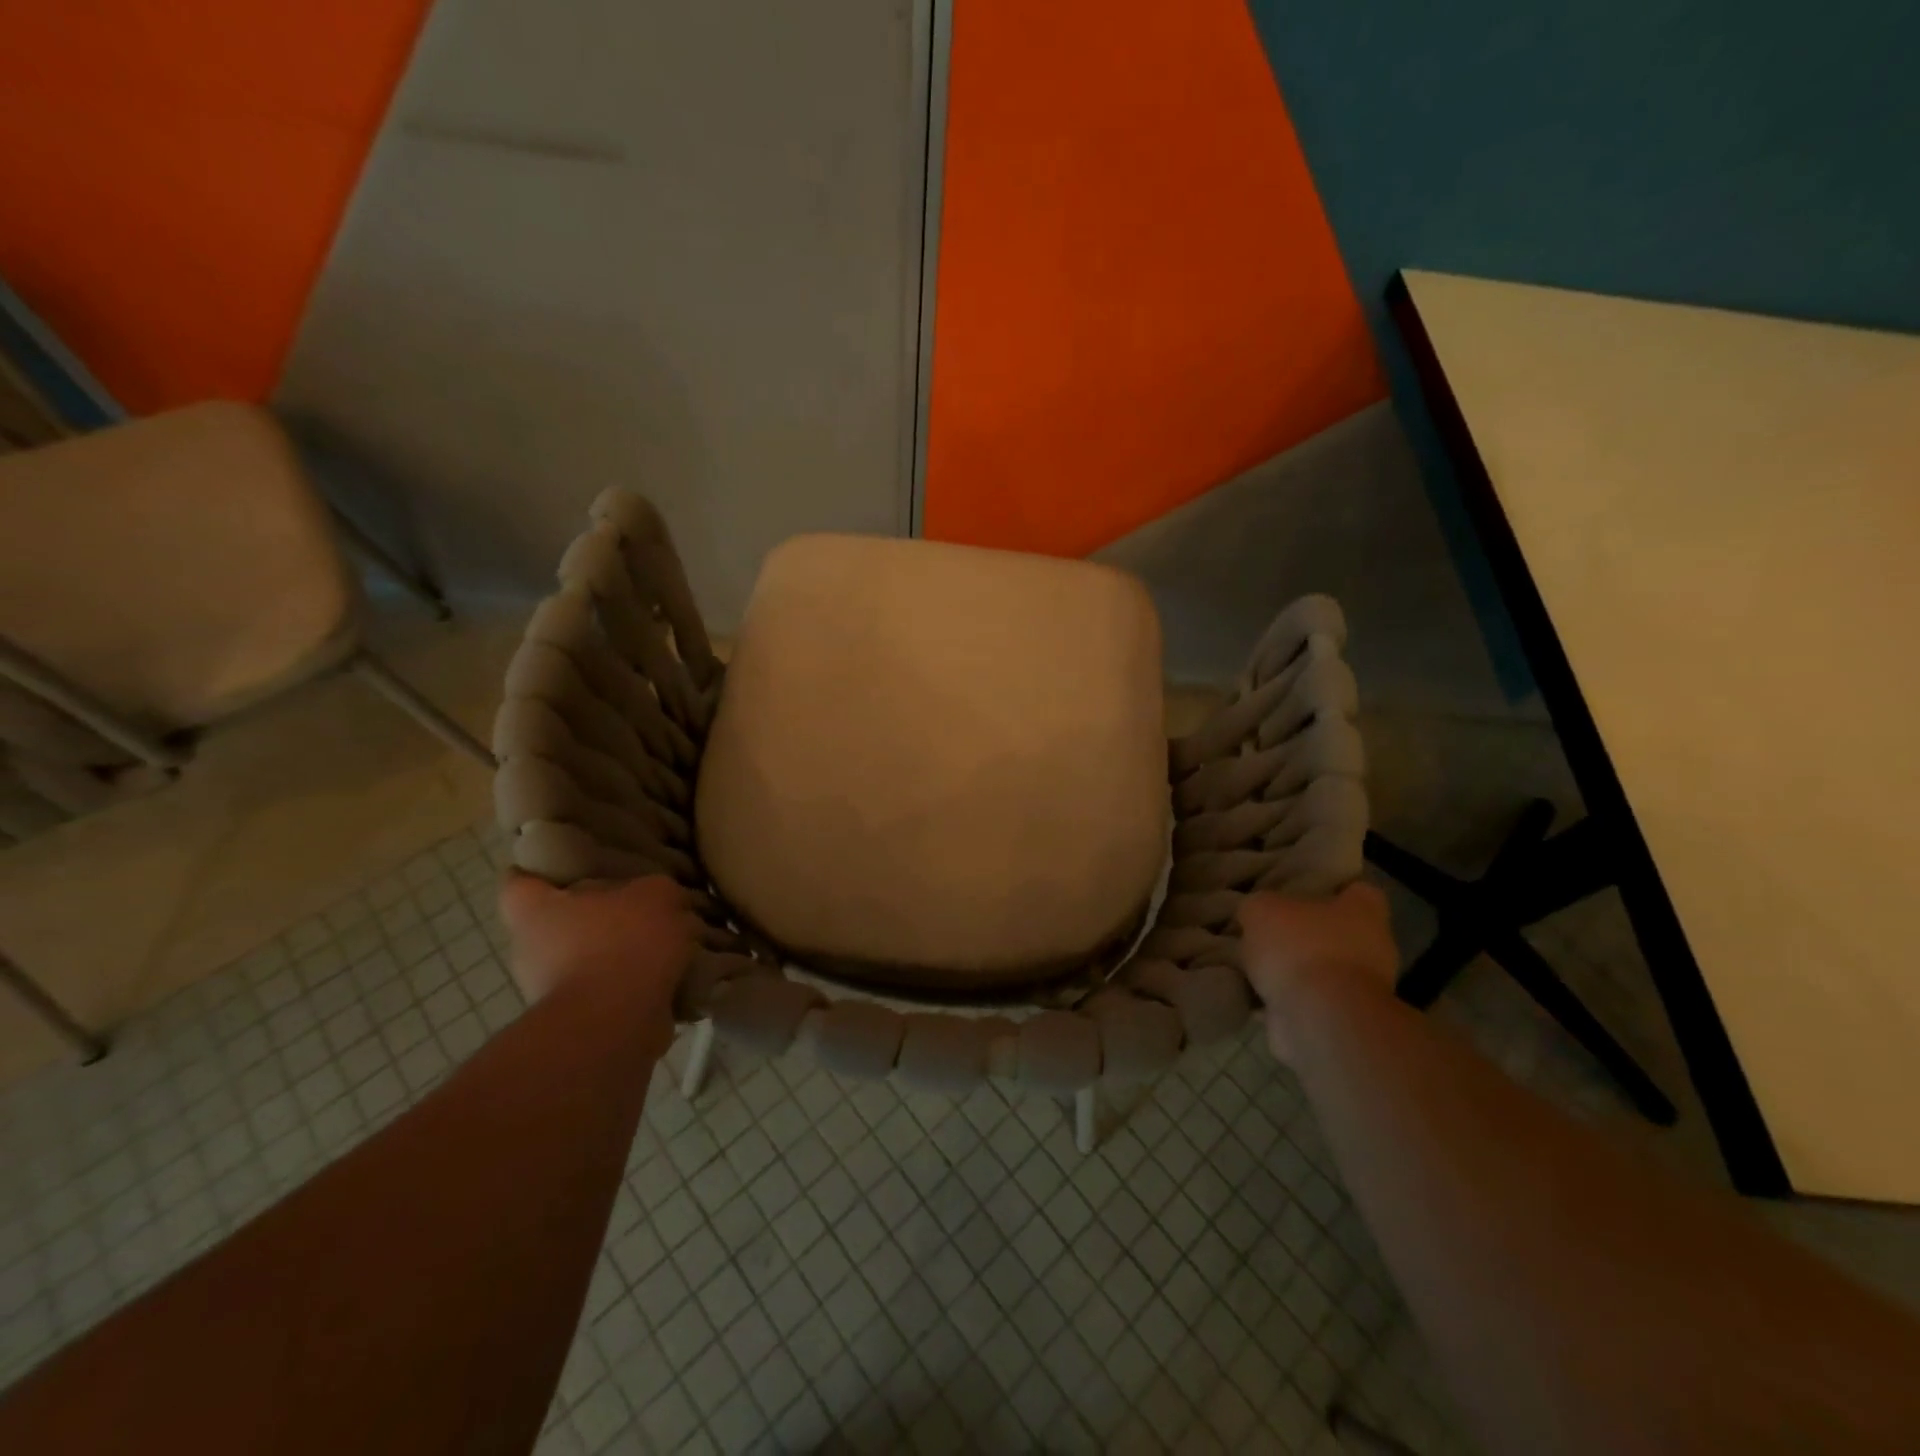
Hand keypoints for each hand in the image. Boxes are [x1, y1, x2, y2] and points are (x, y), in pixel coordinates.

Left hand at [499, 873, 696, 1005]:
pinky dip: (635, 987)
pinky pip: (610, 994)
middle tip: (637, 907)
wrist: (617, 1023)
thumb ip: (657, 891)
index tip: (565, 867)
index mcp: (536, 911)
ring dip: (621, 955)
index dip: (538, 871)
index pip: (518, 882)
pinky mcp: (580, 1022)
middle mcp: (532, 950)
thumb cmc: (623, 943)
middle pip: (559, 923)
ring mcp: (552, 991)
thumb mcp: (658, 894)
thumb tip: (661, 902)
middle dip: (595, 917)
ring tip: (666, 945)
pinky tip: (670, 977)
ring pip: (588, 960)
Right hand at [1239, 882, 1398, 1062]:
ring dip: (1296, 970)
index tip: (1300, 891)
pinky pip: (1312, 1002)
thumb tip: (1255, 914)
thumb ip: (1257, 907)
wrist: (1321, 1020)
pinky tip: (1258, 996)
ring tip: (1255, 966)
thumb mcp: (1261, 910)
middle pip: (1338, 932)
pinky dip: (1289, 1001)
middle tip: (1268, 931)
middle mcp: (1373, 947)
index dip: (1330, 888)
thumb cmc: (1301, 948)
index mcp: (1363, 911)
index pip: (1357, 890)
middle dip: (1306, 934)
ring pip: (1323, 970)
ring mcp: (1363, 989)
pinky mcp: (1345, 1021)